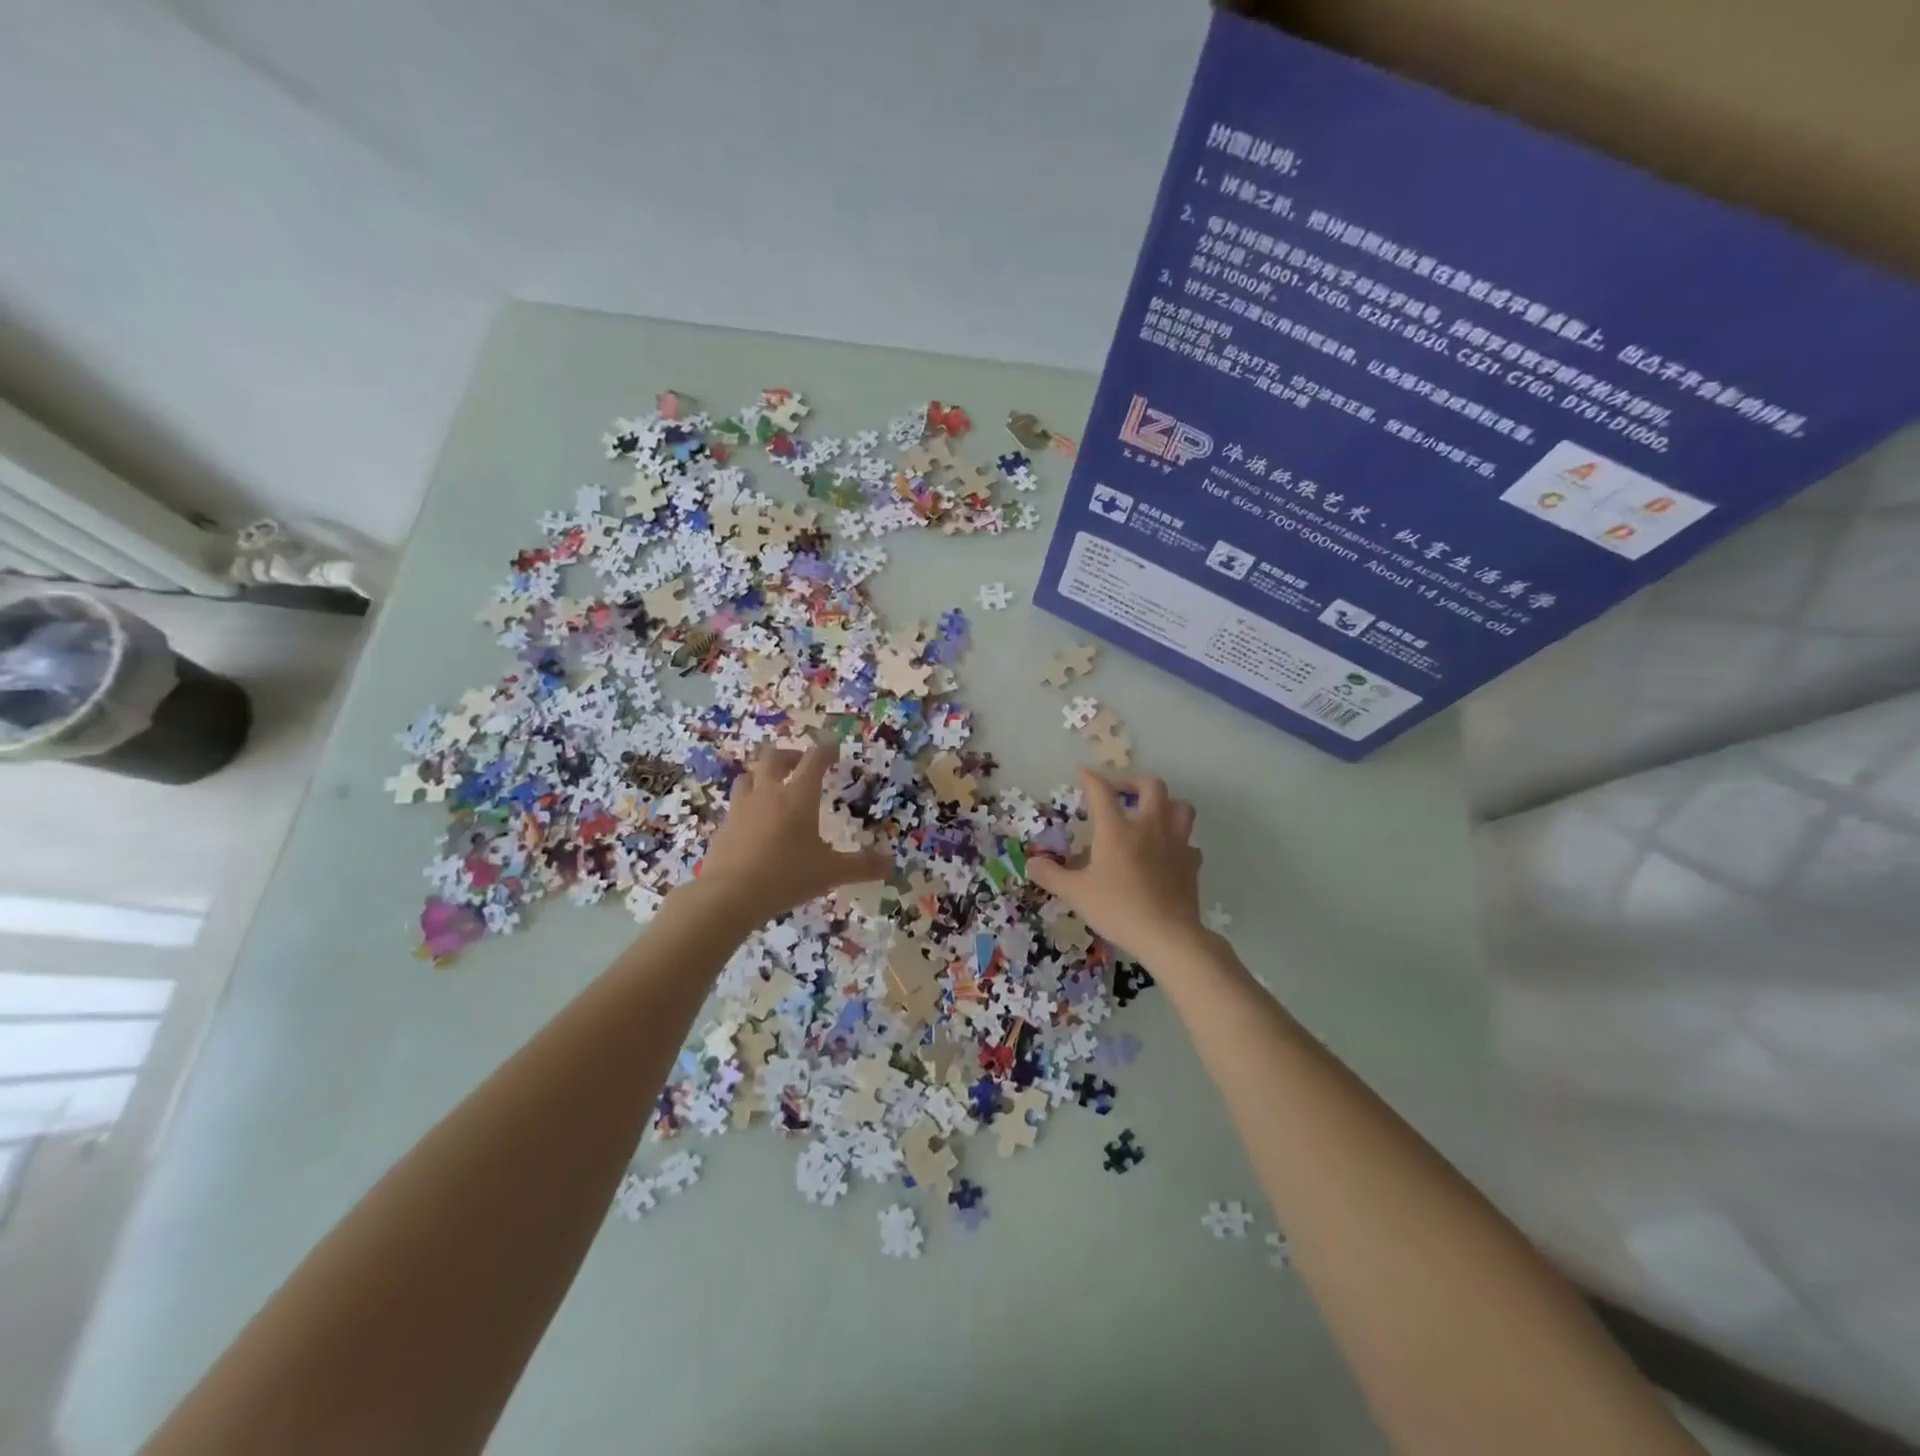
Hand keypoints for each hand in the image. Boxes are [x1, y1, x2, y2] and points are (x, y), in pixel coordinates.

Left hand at [697, 738, 892, 925]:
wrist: (729, 895)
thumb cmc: (786, 875)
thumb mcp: (831, 872)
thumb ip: (862, 866)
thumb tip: (892, 863)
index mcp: (798, 796)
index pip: (814, 760)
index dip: (825, 750)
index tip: (833, 750)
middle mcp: (768, 793)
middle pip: (773, 758)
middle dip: (789, 755)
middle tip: (799, 763)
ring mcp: (741, 809)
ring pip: (748, 777)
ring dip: (761, 775)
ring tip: (771, 786)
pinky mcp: (724, 827)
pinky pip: (736, 806)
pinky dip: (747, 805)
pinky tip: (754, 823)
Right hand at [1029, 769, 1205, 966]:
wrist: (1167, 934)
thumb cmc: (1117, 908)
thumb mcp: (1076, 893)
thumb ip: (1051, 876)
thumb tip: (1031, 863)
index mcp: (1117, 829)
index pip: (1102, 792)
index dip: (1092, 779)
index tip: (1084, 773)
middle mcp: (1149, 827)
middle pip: (1152, 787)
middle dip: (1135, 783)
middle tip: (1121, 793)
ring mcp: (1176, 843)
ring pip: (1181, 807)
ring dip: (1167, 804)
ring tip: (1152, 814)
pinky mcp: (1192, 863)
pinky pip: (1189, 842)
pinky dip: (1180, 842)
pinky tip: (1169, 853)